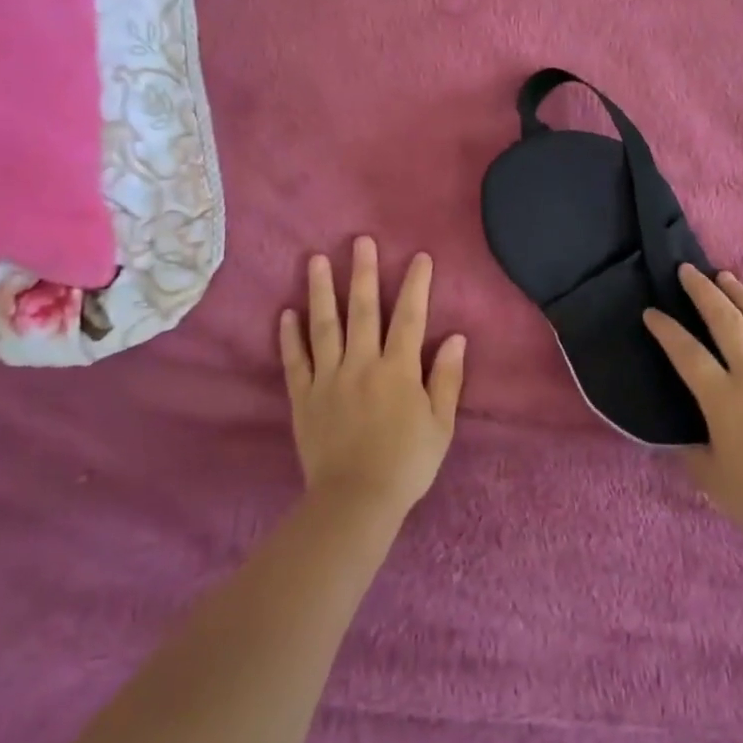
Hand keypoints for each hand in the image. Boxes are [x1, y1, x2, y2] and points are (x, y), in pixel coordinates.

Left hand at [280, 237, 465, 520]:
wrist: (355, 501)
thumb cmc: (407, 463)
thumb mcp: (440, 424)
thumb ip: (447, 378)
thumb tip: (456, 337)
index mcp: (398, 369)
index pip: (410, 317)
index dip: (416, 284)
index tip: (419, 257)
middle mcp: (362, 364)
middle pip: (363, 310)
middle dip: (363, 272)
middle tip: (361, 241)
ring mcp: (328, 378)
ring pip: (324, 326)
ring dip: (320, 291)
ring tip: (315, 260)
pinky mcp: (304, 397)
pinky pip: (295, 361)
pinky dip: (290, 336)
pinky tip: (286, 312)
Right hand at [644, 267, 742, 553]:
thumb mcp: (710, 477)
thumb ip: (691, 451)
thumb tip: (681, 437)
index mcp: (724, 397)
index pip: (688, 352)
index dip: (666, 330)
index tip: (650, 312)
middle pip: (727, 320)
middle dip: (704, 292)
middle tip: (688, 271)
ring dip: (742, 295)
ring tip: (727, 277)